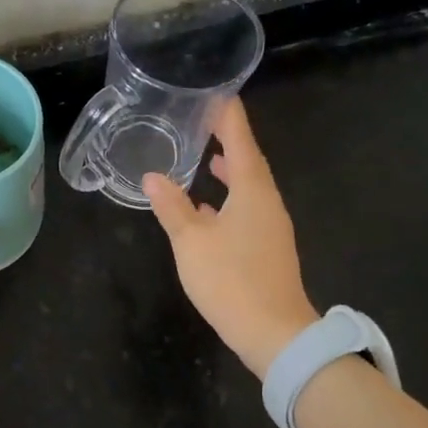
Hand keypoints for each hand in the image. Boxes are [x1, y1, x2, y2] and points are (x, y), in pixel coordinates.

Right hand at [144, 98, 318, 377]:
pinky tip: (208, 208)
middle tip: (205, 122)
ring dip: (231, 170)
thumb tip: (153, 176)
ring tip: (209, 158)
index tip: (217, 94)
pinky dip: (229, 198)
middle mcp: (267, 202)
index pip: (241, 141)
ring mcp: (270, 226)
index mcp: (252, 191)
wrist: (274, 334)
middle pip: (250, 161)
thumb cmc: (231, 280)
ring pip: (249, 187)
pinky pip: (248, 209)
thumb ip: (172, 207)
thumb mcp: (191, 241)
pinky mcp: (267, 248)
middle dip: (229, 140)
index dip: (228, 117)